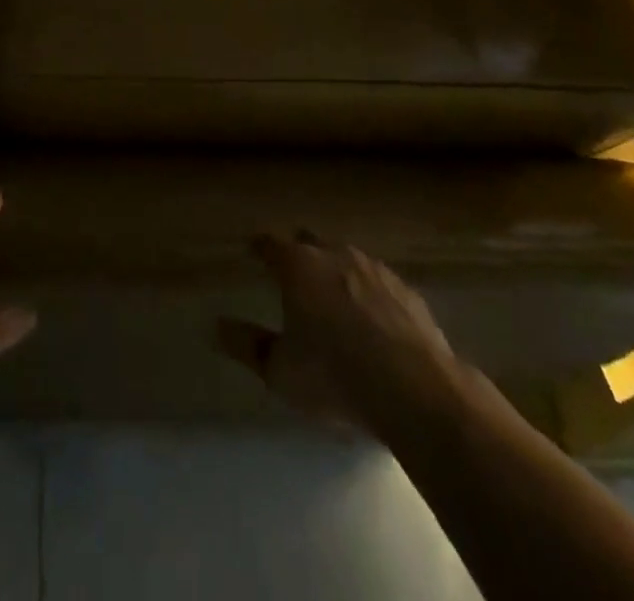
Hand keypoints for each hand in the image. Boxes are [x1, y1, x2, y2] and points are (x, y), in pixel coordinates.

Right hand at [217, 232, 463, 434]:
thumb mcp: (280, 371)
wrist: (417, 391)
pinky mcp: (408, 292)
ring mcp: (375, 270)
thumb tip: (217, 328)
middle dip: (299, 253)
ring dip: (336, 270)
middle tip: (292, 272)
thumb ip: (248, 346)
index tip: (252, 250)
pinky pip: (379, 283)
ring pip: (347, 259)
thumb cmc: (335, 376)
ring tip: (332, 293)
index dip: (259, 247)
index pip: (269, 244)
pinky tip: (373, 318)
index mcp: (298, 266)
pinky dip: (369, 293)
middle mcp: (335, 255)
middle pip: (310, 243)